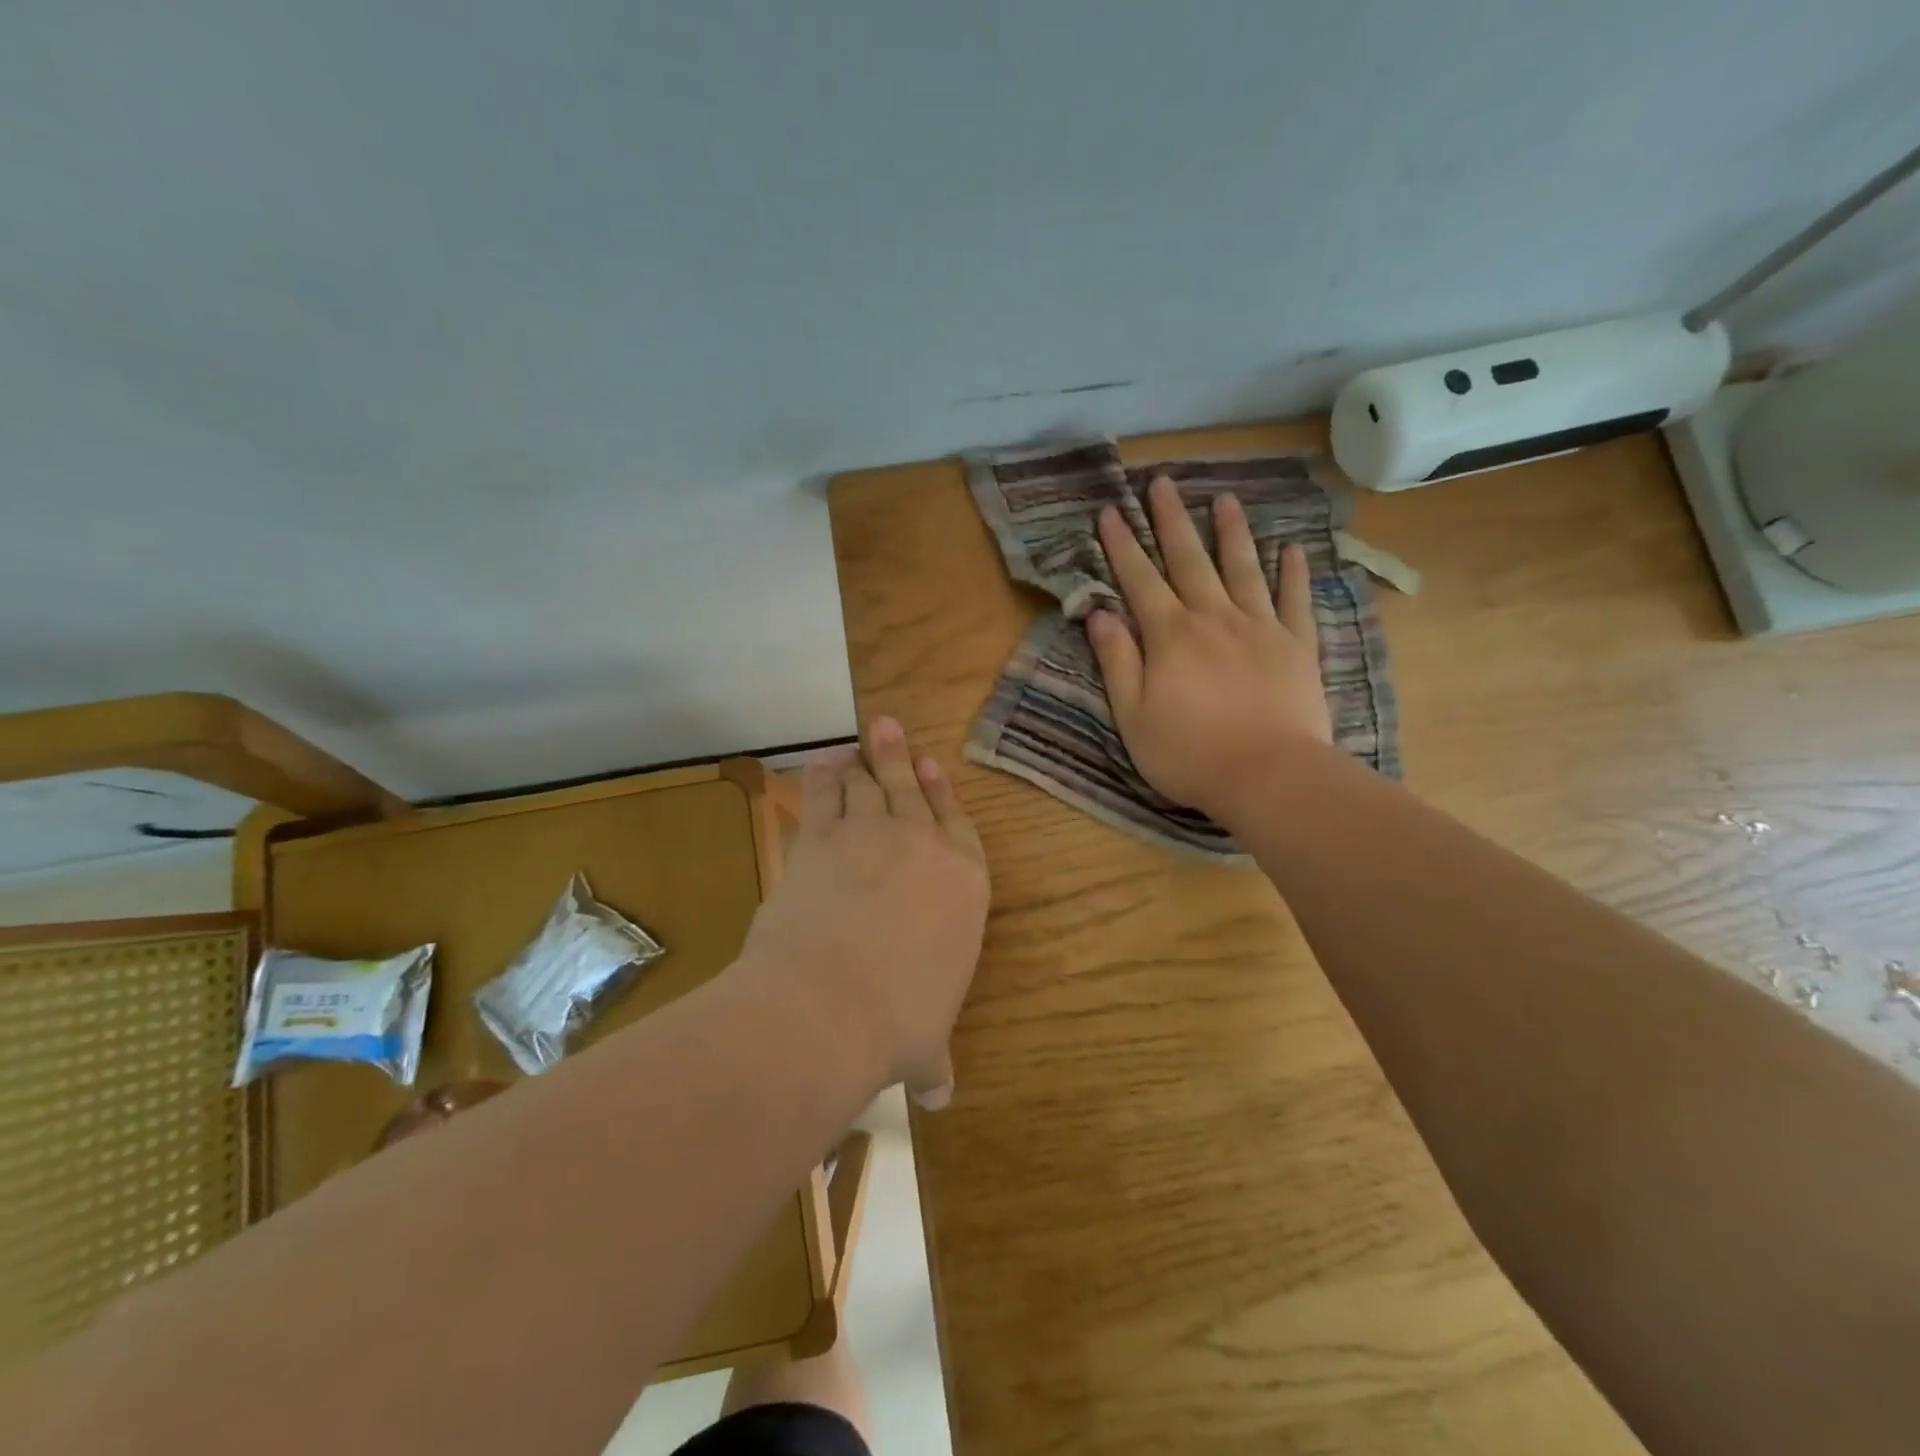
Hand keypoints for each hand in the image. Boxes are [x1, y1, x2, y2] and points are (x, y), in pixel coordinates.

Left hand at [740, 718, 988, 1108]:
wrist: (829, 1005)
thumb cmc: (898, 1023)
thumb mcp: (925, 1044)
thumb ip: (934, 1058)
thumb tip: (942, 1096)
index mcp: (963, 884)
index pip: (958, 826)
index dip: (944, 795)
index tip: (933, 768)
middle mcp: (921, 847)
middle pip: (911, 789)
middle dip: (900, 757)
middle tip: (889, 727)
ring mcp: (868, 836)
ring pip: (867, 784)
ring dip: (863, 761)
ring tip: (858, 741)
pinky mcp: (819, 840)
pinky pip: (822, 795)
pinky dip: (821, 777)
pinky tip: (820, 764)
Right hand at [1086, 474, 1330, 821]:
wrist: (1269, 776)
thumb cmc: (1190, 753)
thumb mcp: (1133, 716)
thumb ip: (1117, 661)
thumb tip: (1099, 613)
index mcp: (1170, 635)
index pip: (1139, 580)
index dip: (1122, 545)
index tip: (1110, 511)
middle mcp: (1213, 618)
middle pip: (1189, 559)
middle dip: (1171, 519)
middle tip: (1162, 482)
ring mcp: (1260, 627)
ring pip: (1242, 568)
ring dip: (1231, 531)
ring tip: (1225, 497)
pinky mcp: (1296, 645)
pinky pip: (1295, 600)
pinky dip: (1293, 572)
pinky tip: (1292, 548)